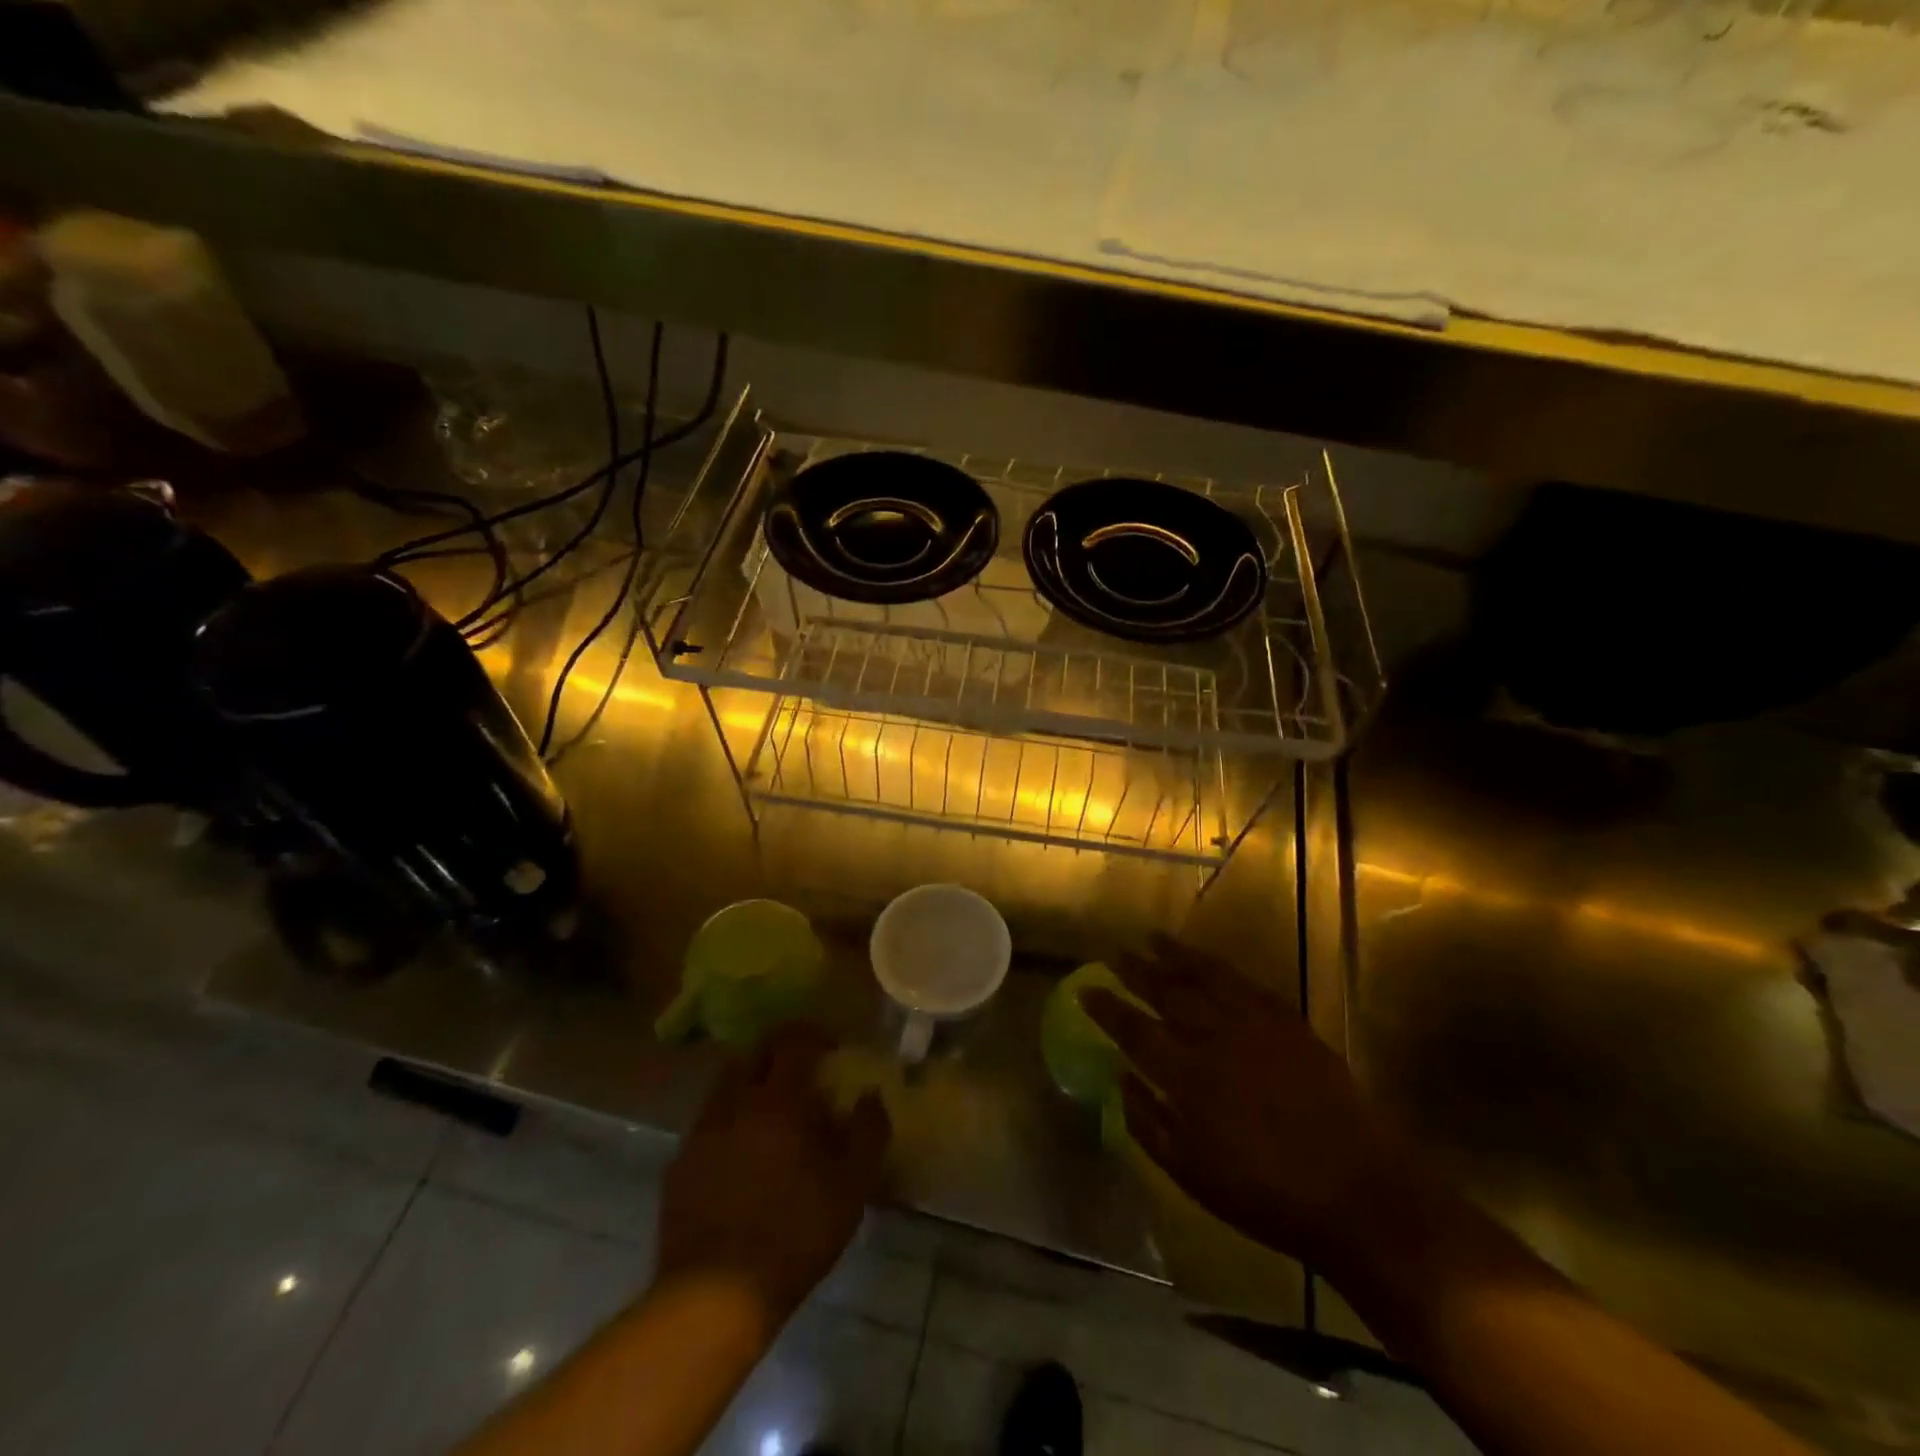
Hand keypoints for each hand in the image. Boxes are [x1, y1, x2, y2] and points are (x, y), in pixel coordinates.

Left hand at [656, 1024, 890, 1329]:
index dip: (814, 1034)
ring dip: (750, 1084)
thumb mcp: (852, 1186)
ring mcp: (701, 1132)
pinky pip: (707, 1124)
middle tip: (801, 1073)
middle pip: (753, 1053)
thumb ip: (868, 1131)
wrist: (714, 1296)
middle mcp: (735, 1102)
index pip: (794, 1040)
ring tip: (770, 1113)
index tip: (831, 1047)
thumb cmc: (795, 1233)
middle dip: (779, 1052)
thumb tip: (870, 1096)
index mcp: (779, 1098)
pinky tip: (741, 1156)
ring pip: (725, 1086)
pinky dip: (728, 1123)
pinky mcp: (679, 1165)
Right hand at [1085, 936, 1421, 1274]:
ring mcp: (1257, 1026)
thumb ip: (1147, 1124)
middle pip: (1167, 992)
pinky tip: (1210, 962)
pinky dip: (1222, 969)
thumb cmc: (1266, 1196)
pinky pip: (1248, 985)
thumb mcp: (1192, 1175)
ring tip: (1152, 937)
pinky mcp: (1290, 1024)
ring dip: (1176, 955)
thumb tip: (1119, 1080)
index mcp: (1188, 1077)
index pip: (1135, 1031)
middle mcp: (1217, 1039)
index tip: (1087, 988)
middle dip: (1136, 970)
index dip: (1107, 1008)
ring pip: (1207, 977)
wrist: (1357, 1194)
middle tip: (1114, 951)